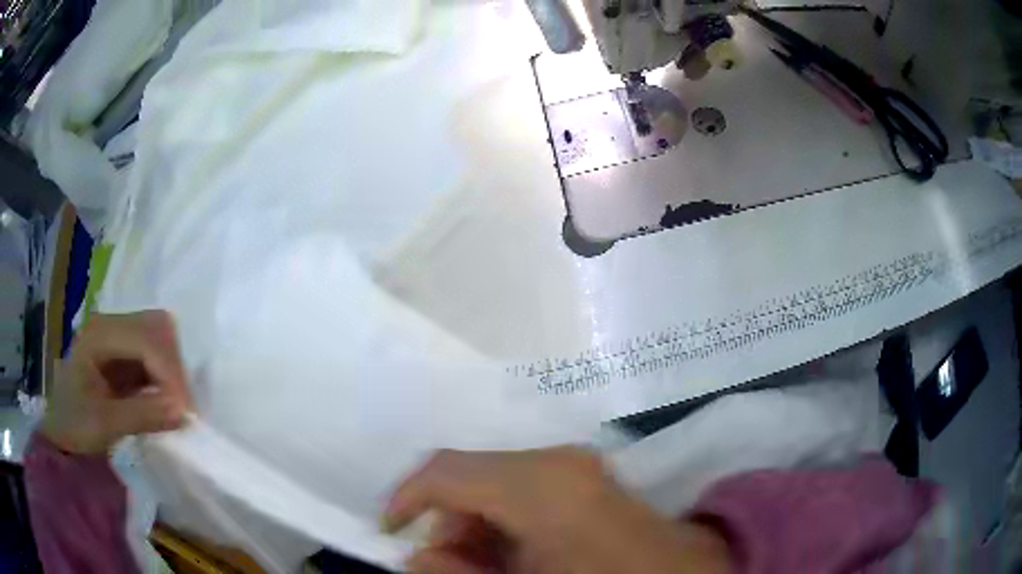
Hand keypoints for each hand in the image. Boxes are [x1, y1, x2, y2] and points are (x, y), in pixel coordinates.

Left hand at [41, 311, 192, 454]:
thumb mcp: (104, 425)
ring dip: (173, 370)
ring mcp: (118, 334)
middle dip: (174, 367)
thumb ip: (141, 416)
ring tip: (175, 405)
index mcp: (99, 334)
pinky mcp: (126, 350)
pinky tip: (166, 399)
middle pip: (157, 328)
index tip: (184, 412)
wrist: (61, 426)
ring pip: (161, 337)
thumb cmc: (75, 425)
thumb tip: (183, 412)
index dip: (168, 373)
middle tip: (182, 407)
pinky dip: (167, 375)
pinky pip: (157, 353)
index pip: (145, 339)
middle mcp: (111, 324)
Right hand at [384, 448, 730, 573]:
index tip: (388, 532)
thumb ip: (461, 572)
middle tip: (445, 564)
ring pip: (493, 480)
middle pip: (469, 473)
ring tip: (482, 564)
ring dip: (473, 520)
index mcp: (539, 483)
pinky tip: (513, 552)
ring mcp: (574, 463)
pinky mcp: (584, 475)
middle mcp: (554, 459)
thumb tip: (417, 556)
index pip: (446, 470)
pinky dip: (502, 517)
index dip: (406, 498)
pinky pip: (521, 486)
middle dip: (445, 519)